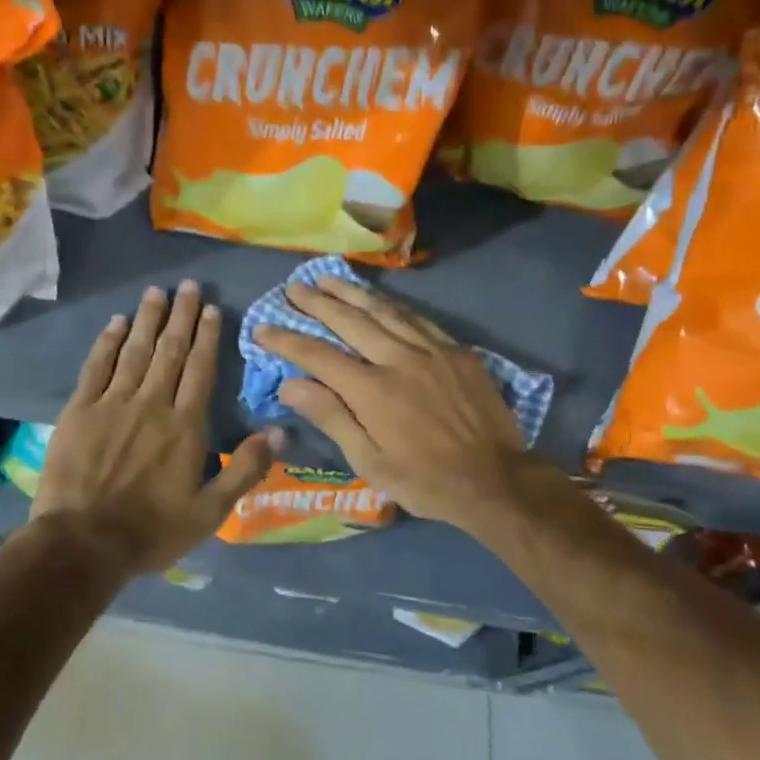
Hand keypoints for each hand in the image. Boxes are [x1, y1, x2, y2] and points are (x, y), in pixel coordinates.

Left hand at [34, 280, 277, 579]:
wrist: (83, 543)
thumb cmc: (152, 531)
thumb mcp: (211, 512)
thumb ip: (246, 468)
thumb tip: (281, 431)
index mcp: (185, 426)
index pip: (200, 369)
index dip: (207, 337)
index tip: (210, 308)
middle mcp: (152, 404)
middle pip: (170, 351)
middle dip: (180, 316)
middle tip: (187, 285)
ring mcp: (112, 404)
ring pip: (135, 351)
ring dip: (147, 319)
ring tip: (156, 292)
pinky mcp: (79, 411)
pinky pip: (96, 367)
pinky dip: (107, 342)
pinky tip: (116, 323)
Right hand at [254, 274, 544, 535]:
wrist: (496, 480)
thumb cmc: (425, 481)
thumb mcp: (370, 462)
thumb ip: (331, 417)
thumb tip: (290, 384)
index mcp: (373, 391)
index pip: (318, 355)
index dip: (287, 339)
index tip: (263, 327)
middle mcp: (399, 359)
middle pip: (350, 321)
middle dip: (317, 303)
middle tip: (293, 287)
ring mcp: (432, 351)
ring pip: (384, 310)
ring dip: (352, 292)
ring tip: (327, 278)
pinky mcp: (457, 352)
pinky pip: (417, 319)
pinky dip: (392, 305)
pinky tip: (379, 299)